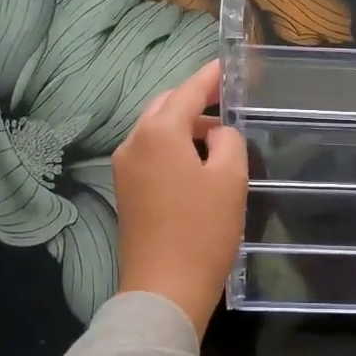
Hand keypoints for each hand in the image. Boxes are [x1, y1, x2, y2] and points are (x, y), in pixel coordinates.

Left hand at [112, 60, 248, 337]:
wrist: (164, 290)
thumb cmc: (203, 231)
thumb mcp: (230, 179)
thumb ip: (228, 140)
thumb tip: (215, 133)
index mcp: (159, 132)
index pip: (188, 91)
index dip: (211, 77)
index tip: (230, 66)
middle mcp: (133, 142)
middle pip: (165, 107)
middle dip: (194, 100)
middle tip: (227, 101)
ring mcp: (124, 168)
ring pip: (156, 131)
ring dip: (184, 126)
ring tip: (219, 136)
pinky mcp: (125, 192)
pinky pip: (151, 154)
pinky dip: (173, 148)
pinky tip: (197, 163)